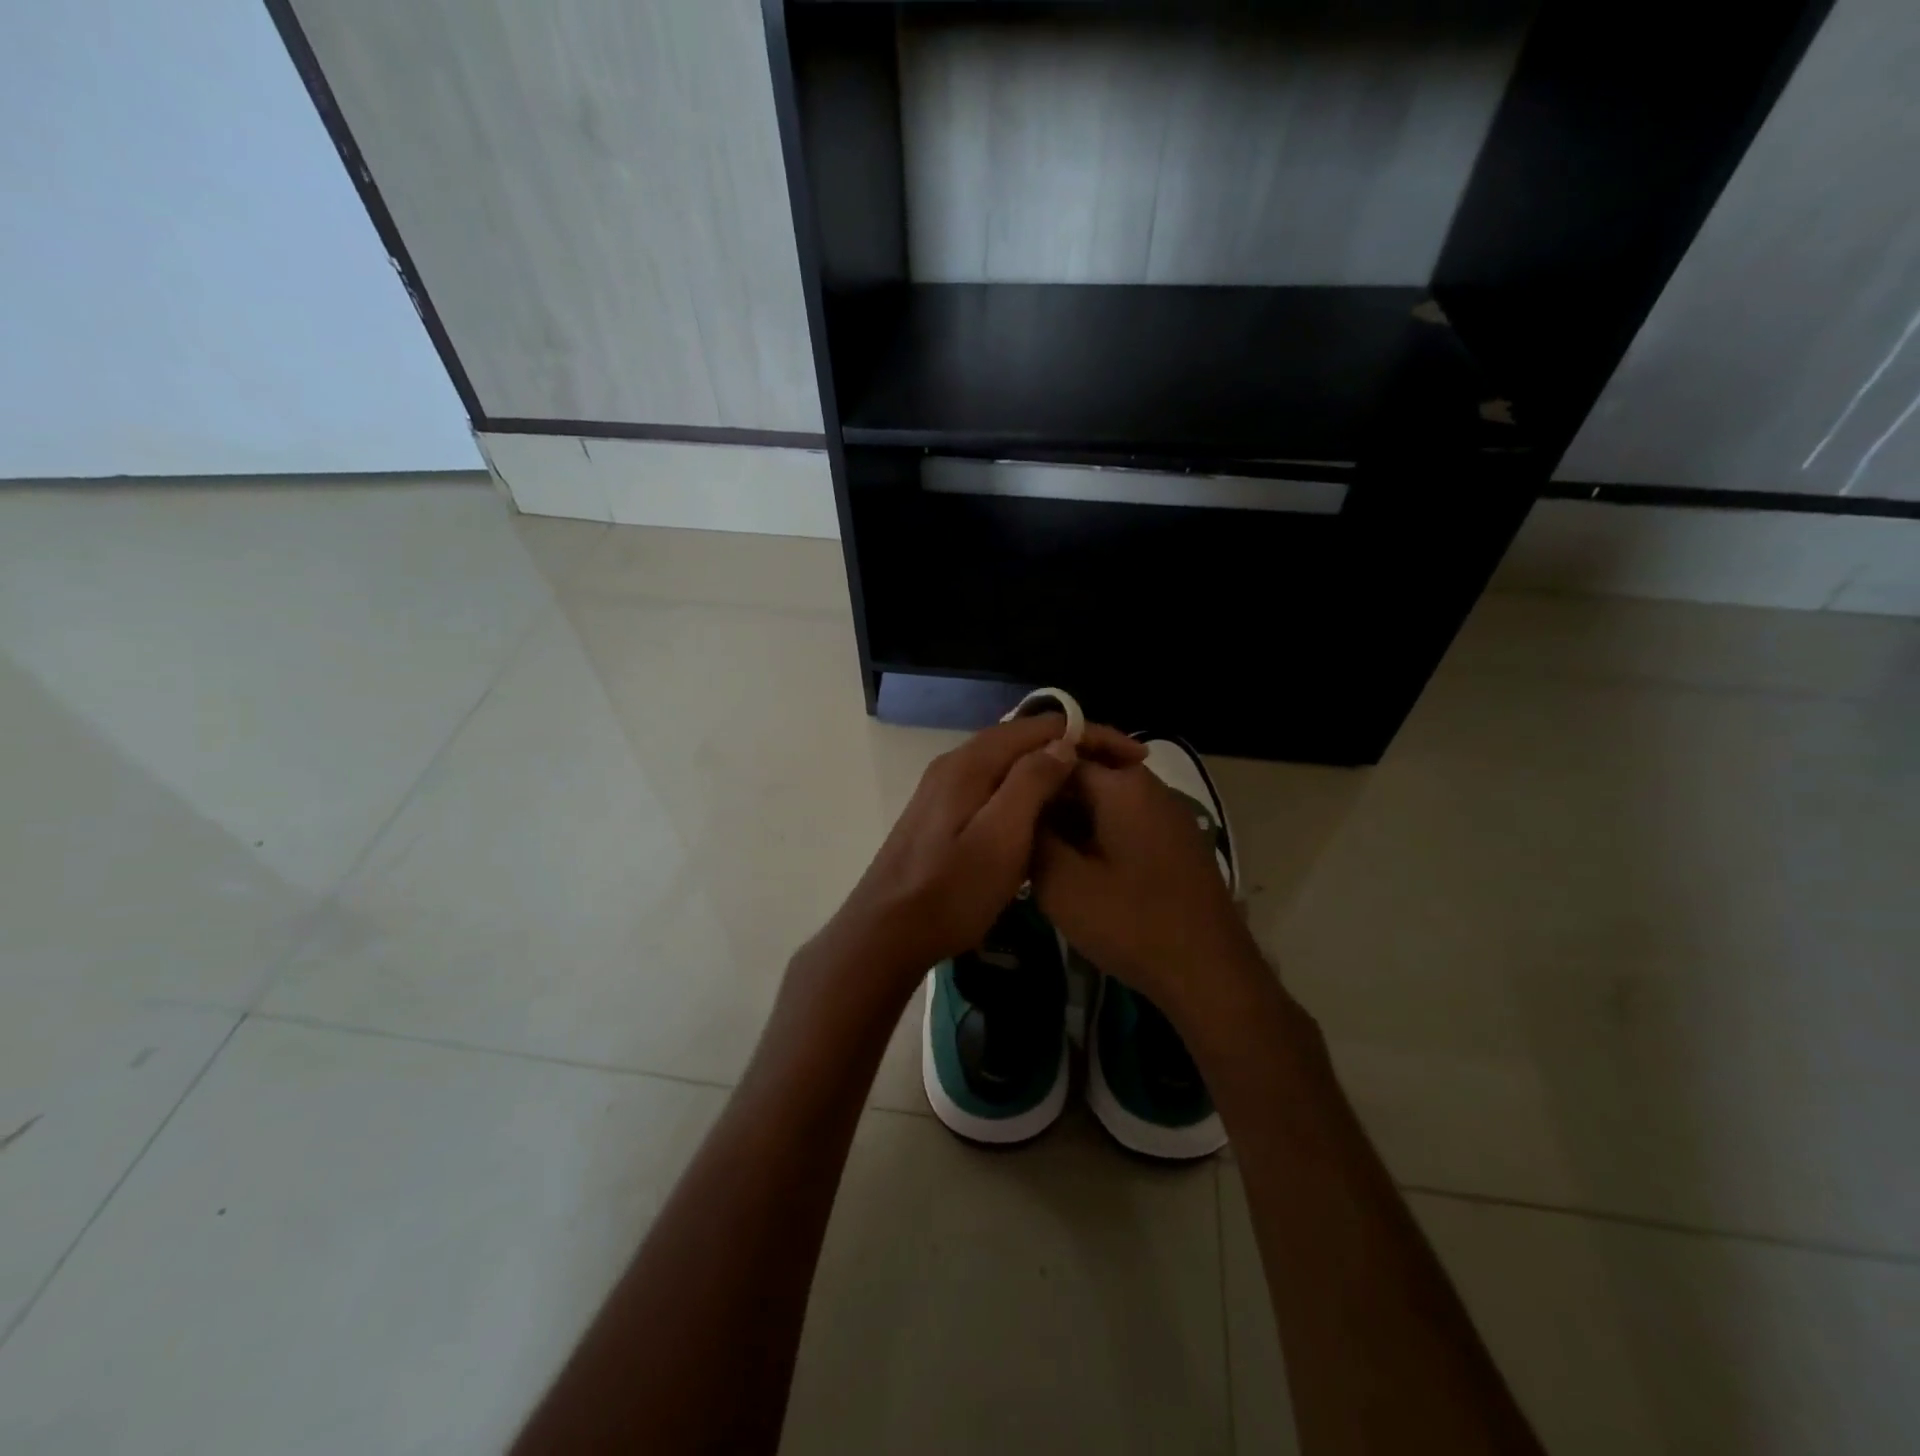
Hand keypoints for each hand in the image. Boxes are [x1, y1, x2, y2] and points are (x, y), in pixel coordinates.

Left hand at [829, 715, 1144, 992]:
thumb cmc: (949, 891)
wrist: (884, 933)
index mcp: (971, 763)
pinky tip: (1043, 814)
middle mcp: (954, 764)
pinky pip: (993, 786)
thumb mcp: (1001, 838)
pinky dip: (1025, 790)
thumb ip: (1030, 783)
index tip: (1133, 757)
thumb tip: (1063, 744)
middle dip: (1073, 748)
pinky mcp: (940, 814)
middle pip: (1022, 740)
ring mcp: (943, 789)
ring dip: (1050, 769)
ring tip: (1089, 790)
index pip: (1040, 727)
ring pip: (1007, 764)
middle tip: (1117, 772)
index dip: (1090, 734)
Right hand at [1032, 759, 1259, 1025]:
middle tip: (1016, 836)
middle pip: (1084, 777)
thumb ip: (1032, 837)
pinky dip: (1096, 837)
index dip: (1024, 779)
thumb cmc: (1131, 923)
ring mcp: (1168, 814)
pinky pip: (1124, 823)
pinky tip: (1077, 870)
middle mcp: (1149, 787)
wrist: (1209, 974)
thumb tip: (1018, 809)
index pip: (1059, 756)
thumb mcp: (1062, 883)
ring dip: (1071, 823)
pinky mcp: (1176, 842)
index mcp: (1122, 785)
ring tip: (1040, 856)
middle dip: (1048, 802)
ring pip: (1104, 803)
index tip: (999, 806)